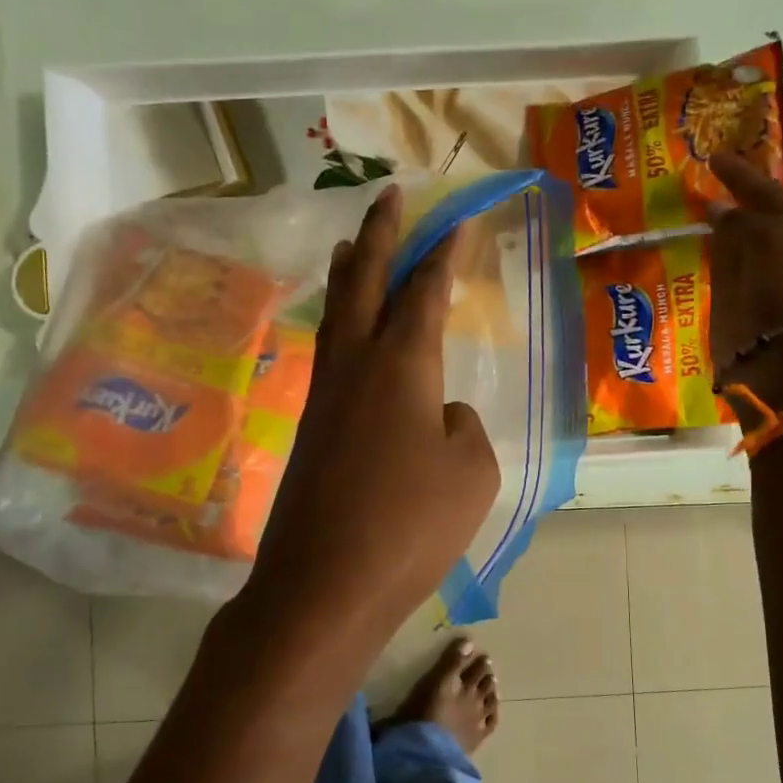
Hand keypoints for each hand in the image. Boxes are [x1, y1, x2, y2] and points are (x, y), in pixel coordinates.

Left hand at [243, 186, 499, 665]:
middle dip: (379, 235)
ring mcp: (325, 398)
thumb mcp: (472, 473)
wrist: (324, 585)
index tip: (457, 220)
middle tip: (389, 196)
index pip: (425, 291)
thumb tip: (438, 414)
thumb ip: (462, 427)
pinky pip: (330, 357)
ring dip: (349, 275)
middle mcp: (355, 366)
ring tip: (352, 245)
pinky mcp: (310, 431)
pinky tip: (349, 336)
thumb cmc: (410, 526)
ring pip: (338, 317)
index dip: (443, 252)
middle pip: (364, 282)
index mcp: (401, 366)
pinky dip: (342, 326)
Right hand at [707, 153, 782, 410]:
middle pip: (763, 219)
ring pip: (742, 247)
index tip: (715, 158)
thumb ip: (745, 218)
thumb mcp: (775, 237)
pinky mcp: (744, 309)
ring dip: (724, 231)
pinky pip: (724, 275)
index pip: (778, 193)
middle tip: (711, 182)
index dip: (745, 175)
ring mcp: (769, 284)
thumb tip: (718, 211)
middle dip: (740, 202)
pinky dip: (711, 261)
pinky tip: (697, 248)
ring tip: (698, 210)